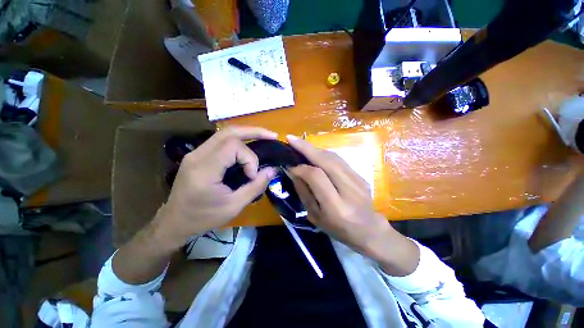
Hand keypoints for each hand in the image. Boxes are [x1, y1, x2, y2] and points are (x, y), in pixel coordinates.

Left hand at [153, 127, 277, 249]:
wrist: (175, 222)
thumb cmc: (204, 217)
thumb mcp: (234, 206)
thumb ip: (255, 186)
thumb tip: (273, 170)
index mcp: (204, 169)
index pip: (232, 147)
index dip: (249, 158)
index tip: (252, 175)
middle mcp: (197, 155)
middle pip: (228, 132)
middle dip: (253, 131)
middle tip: (272, 136)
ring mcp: (196, 153)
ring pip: (224, 133)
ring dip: (246, 133)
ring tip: (264, 137)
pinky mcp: (198, 155)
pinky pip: (220, 140)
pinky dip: (238, 140)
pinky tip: (248, 145)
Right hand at [287, 135, 418, 274]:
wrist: (369, 230)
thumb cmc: (338, 229)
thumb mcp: (315, 216)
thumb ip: (304, 192)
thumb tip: (294, 171)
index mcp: (336, 207)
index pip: (317, 177)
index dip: (301, 168)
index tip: (290, 165)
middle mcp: (349, 190)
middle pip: (327, 161)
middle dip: (307, 148)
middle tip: (291, 139)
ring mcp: (358, 180)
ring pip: (333, 157)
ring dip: (315, 148)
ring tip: (300, 144)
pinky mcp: (360, 175)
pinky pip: (339, 160)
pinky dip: (324, 153)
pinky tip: (315, 153)